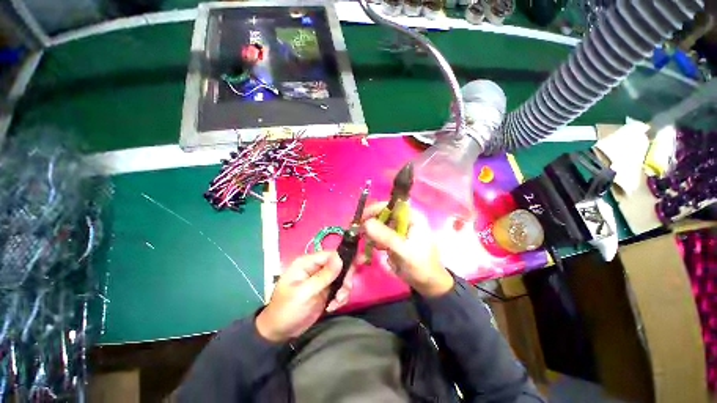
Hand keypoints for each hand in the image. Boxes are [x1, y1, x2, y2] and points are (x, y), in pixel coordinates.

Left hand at [256, 251, 352, 342]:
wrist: (279, 332)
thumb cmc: (288, 309)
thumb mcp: (305, 293)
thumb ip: (324, 276)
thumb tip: (340, 259)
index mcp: (307, 263)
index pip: (331, 254)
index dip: (344, 260)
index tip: (354, 270)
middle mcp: (315, 268)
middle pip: (339, 265)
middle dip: (345, 278)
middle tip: (344, 292)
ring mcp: (321, 279)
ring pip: (342, 277)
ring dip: (343, 290)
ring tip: (336, 303)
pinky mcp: (325, 291)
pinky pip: (339, 289)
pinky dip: (340, 298)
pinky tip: (332, 307)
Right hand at [362, 202, 453, 296]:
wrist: (428, 284)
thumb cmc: (420, 266)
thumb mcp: (403, 251)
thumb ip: (386, 236)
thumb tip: (366, 223)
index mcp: (413, 217)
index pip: (392, 204)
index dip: (376, 208)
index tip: (362, 218)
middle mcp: (406, 219)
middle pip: (384, 213)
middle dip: (371, 220)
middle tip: (358, 230)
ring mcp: (400, 229)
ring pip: (381, 223)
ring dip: (371, 230)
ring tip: (363, 239)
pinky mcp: (395, 238)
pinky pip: (381, 233)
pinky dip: (374, 238)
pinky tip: (371, 246)